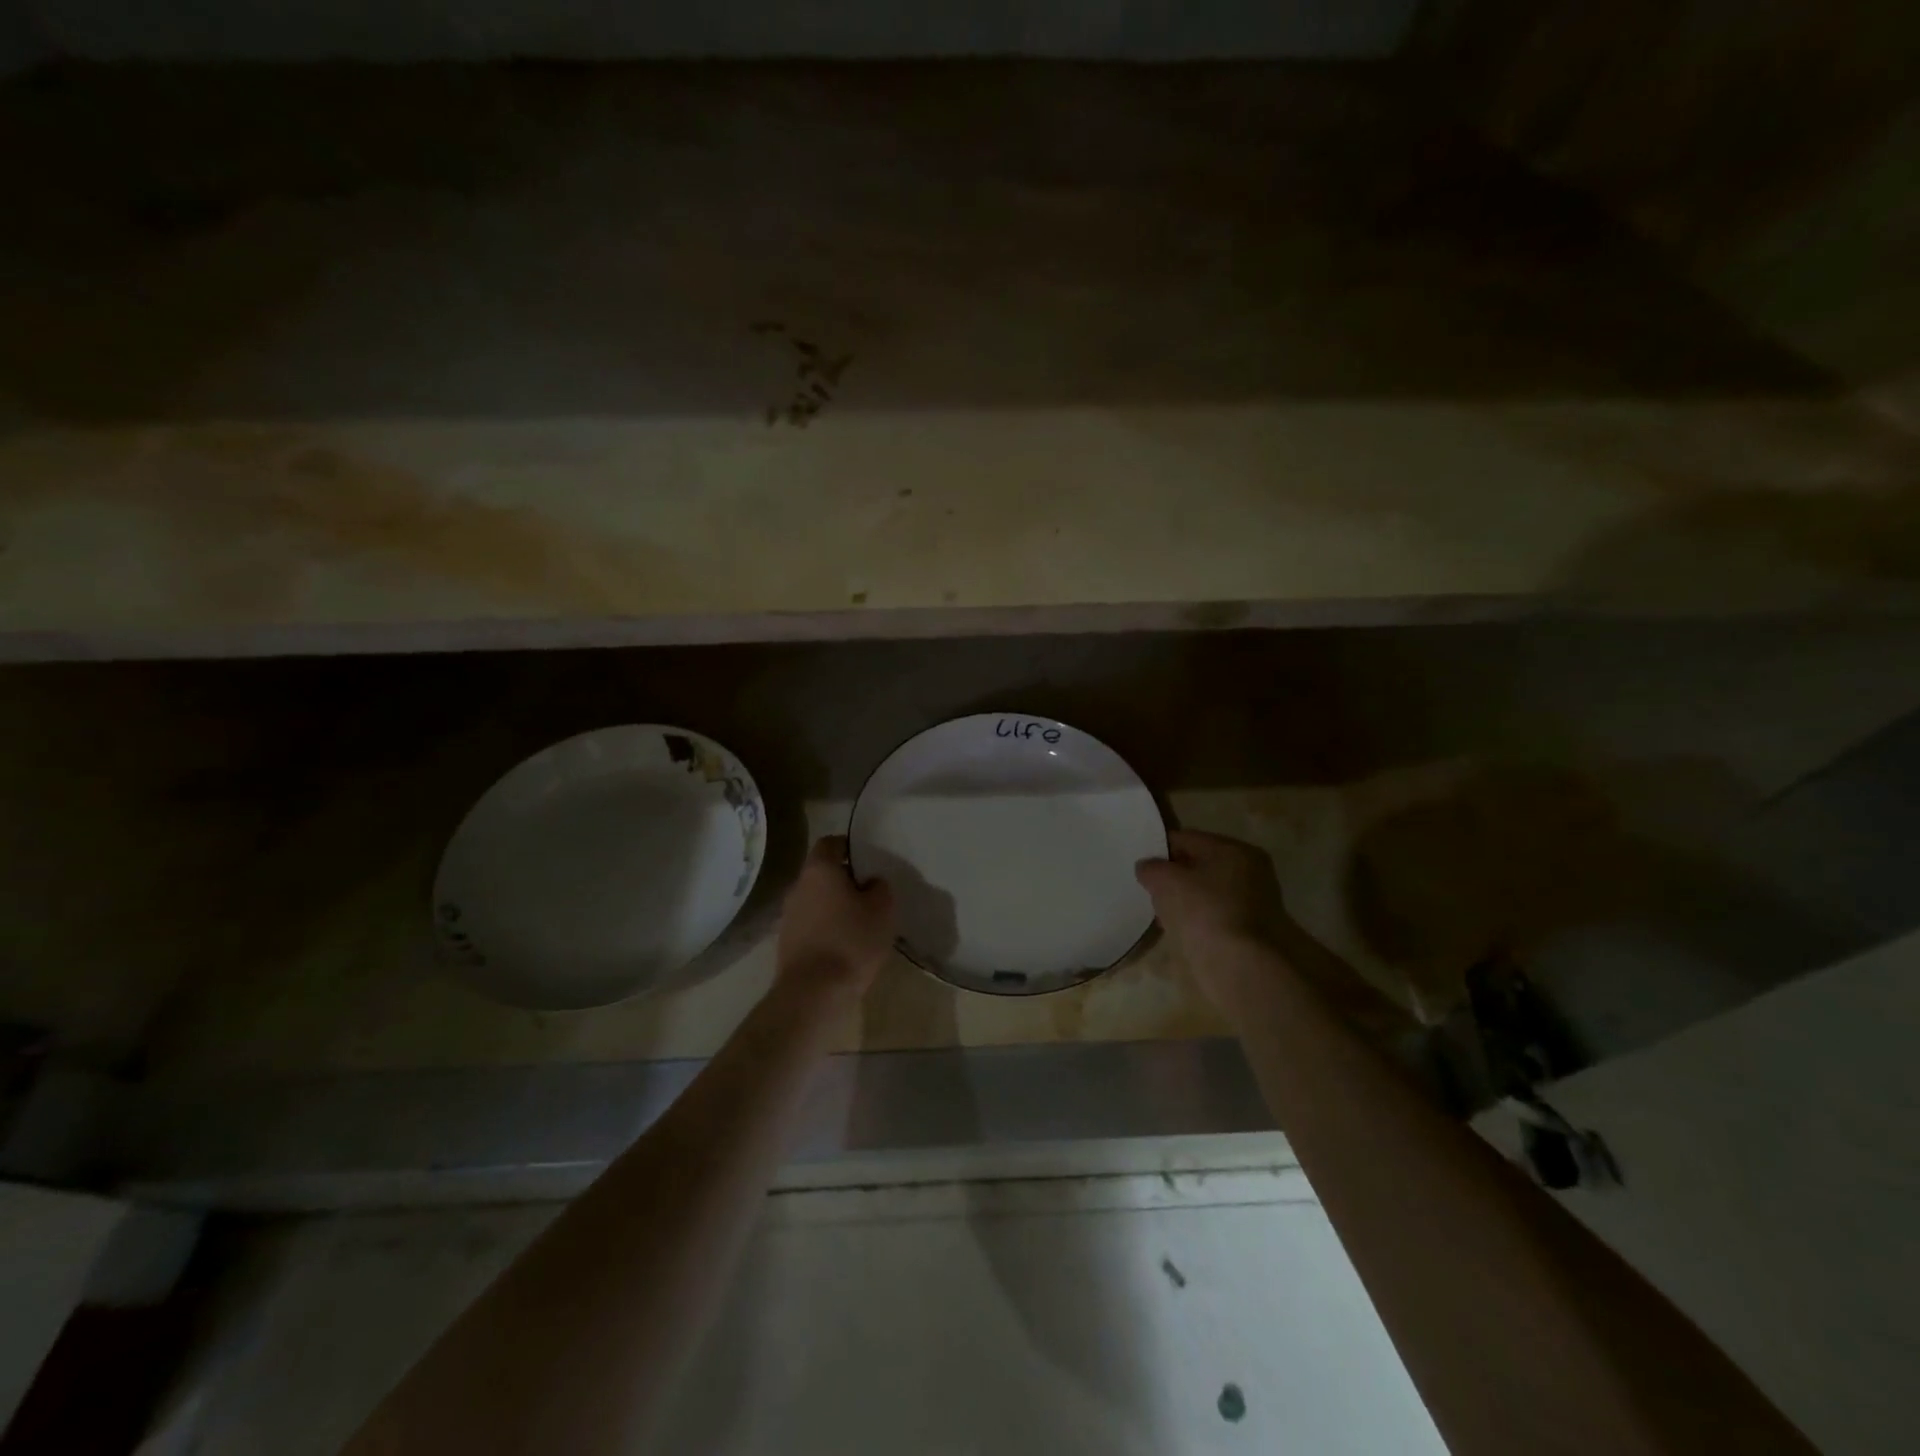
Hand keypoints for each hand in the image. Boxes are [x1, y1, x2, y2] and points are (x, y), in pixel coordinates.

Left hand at [775, 836, 895, 999]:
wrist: (813, 993)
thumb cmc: (851, 941)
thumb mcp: (882, 910)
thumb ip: (879, 887)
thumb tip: (870, 882)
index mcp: (819, 870)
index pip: (830, 843)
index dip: (848, 846)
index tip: (867, 859)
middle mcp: (798, 886)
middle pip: (821, 873)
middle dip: (843, 880)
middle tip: (868, 893)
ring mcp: (788, 916)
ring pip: (815, 900)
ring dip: (833, 906)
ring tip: (858, 922)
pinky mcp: (786, 943)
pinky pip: (810, 924)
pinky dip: (825, 928)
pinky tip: (844, 945)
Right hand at [1136, 830, 1288, 1009]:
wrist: (1241, 968)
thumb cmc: (1205, 912)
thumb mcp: (1168, 882)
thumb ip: (1152, 868)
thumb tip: (1146, 867)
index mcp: (1235, 850)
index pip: (1188, 839)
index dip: (1160, 849)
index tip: (1140, 865)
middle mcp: (1251, 872)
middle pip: (1200, 865)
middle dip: (1173, 876)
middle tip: (1148, 889)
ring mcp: (1254, 904)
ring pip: (1207, 892)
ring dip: (1184, 899)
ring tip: (1159, 911)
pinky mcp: (1250, 932)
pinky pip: (1214, 915)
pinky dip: (1196, 919)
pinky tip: (1178, 929)